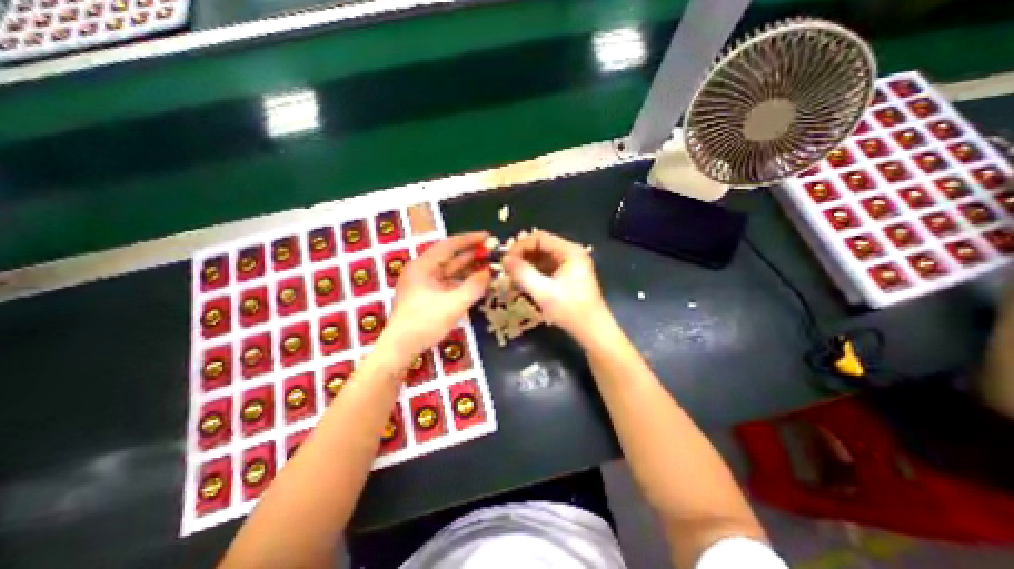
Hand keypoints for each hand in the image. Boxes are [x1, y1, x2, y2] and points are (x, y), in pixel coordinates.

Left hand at [382, 229, 492, 354]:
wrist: (400, 349)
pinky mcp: (427, 296)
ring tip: (489, 264)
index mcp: (423, 266)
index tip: (487, 236)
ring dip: (468, 268)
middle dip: (471, 254)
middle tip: (492, 251)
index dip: (469, 240)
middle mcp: (422, 271)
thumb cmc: (424, 323)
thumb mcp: (453, 304)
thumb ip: (474, 286)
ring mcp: (424, 284)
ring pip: (450, 271)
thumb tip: (490, 272)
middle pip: (450, 257)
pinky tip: (477, 281)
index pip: (449, 246)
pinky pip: (448, 282)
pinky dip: (463, 281)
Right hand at [499, 228, 608, 338]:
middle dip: (522, 256)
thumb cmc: (570, 310)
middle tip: (506, 269)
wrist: (592, 331)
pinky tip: (523, 283)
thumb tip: (504, 259)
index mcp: (570, 251)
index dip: (520, 246)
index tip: (505, 260)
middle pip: (540, 246)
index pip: (539, 238)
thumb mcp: (543, 291)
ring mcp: (570, 265)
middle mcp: (571, 253)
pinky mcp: (567, 276)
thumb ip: (522, 273)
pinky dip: (533, 273)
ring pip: (542, 258)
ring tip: (512, 277)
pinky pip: (546, 268)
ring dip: (526, 265)